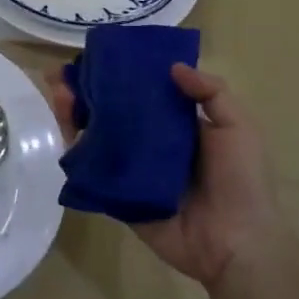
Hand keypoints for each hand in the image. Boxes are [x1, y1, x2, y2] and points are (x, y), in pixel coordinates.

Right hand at [44, 62, 281, 289]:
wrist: (235, 242)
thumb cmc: (240, 181)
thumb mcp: (237, 127)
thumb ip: (212, 92)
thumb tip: (172, 67)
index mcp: (176, 126)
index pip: (141, 92)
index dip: (118, 73)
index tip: (95, 55)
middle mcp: (149, 145)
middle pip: (110, 111)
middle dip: (84, 91)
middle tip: (60, 74)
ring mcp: (130, 170)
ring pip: (94, 137)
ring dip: (72, 114)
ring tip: (58, 95)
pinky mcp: (116, 196)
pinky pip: (91, 172)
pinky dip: (73, 151)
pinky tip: (62, 131)